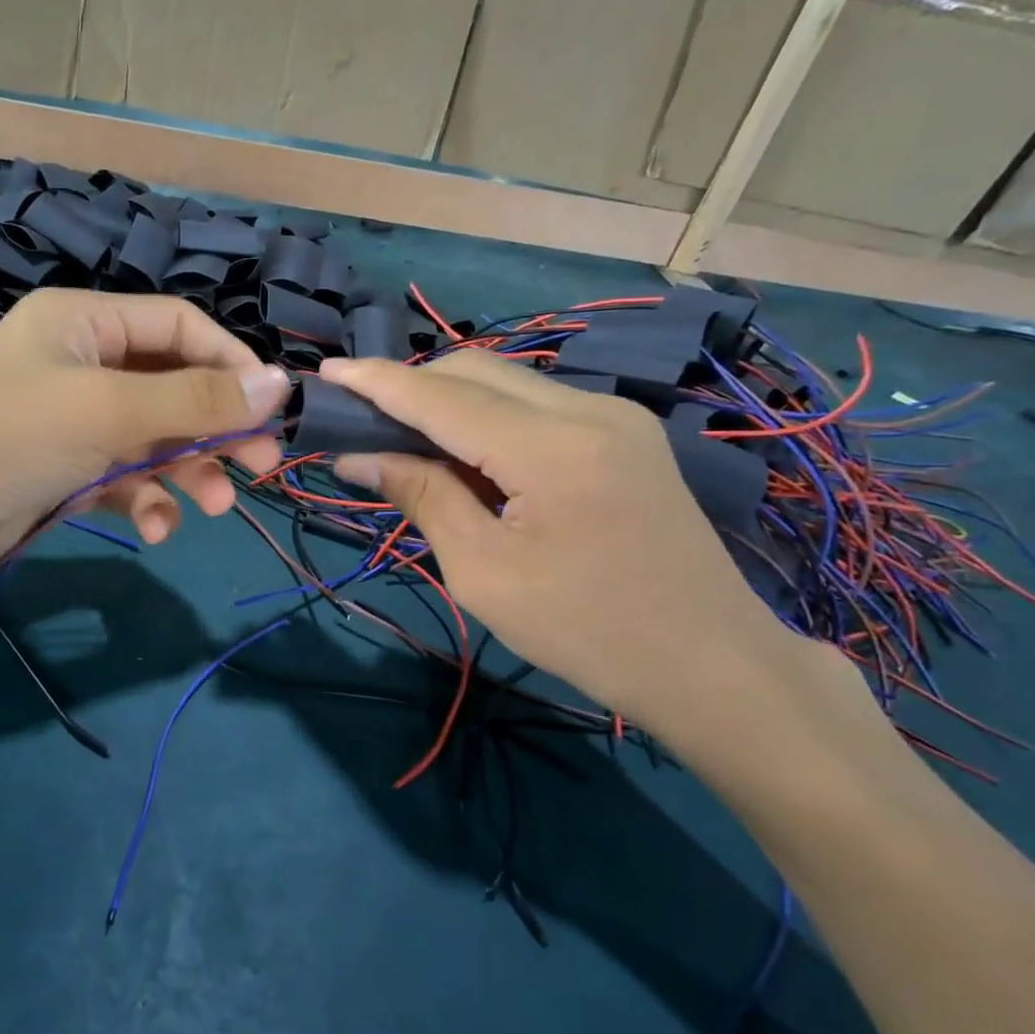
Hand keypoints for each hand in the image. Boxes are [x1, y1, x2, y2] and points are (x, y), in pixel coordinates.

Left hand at [0, 289, 290, 584]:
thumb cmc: (7, 436)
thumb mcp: (109, 410)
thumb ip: (196, 400)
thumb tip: (280, 383)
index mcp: (87, 323)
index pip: (181, 328)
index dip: (232, 363)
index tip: (273, 408)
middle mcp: (84, 364)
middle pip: (175, 387)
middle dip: (218, 427)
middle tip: (260, 466)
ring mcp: (76, 421)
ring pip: (156, 439)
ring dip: (188, 472)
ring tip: (214, 506)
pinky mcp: (68, 471)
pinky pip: (125, 478)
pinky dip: (146, 501)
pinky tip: (155, 528)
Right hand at [321, 351, 812, 735]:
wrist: (709, 662)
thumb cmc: (585, 631)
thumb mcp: (484, 573)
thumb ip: (422, 497)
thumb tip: (359, 457)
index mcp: (551, 447)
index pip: (442, 396)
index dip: (378, 382)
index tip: (325, 374)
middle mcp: (587, 409)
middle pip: (474, 372)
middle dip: (410, 386)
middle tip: (359, 419)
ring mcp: (614, 416)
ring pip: (506, 381)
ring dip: (447, 399)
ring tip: (401, 436)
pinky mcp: (624, 433)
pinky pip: (536, 404)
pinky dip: (486, 416)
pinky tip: (463, 451)